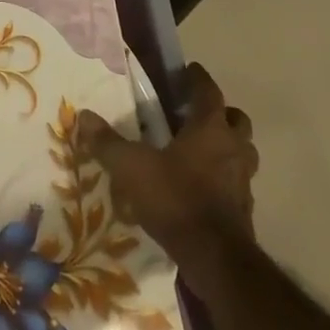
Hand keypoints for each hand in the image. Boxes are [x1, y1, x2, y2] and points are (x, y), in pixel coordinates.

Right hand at [77, 62, 257, 255]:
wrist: (215, 259)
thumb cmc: (175, 199)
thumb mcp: (131, 167)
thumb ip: (108, 142)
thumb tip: (84, 116)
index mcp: (210, 129)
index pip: (209, 92)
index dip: (198, 79)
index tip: (188, 71)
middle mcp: (233, 148)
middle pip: (236, 120)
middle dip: (220, 113)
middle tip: (194, 114)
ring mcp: (244, 181)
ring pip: (242, 151)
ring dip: (226, 146)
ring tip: (198, 150)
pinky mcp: (245, 209)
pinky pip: (237, 181)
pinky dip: (224, 177)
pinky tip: (201, 186)